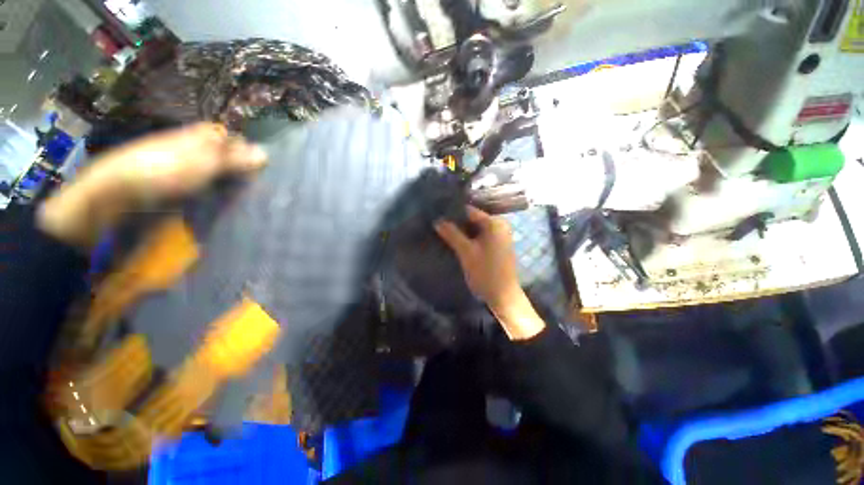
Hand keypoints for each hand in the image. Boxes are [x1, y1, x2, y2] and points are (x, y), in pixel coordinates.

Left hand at [38, 123, 266, 248]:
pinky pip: (208, 189)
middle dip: (244, 170)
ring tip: (250, 197)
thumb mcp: (204, 161)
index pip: (233, 139)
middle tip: (261, 185)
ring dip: (234, 185)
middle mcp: (194, 150)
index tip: (265, 168)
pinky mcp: (180, 188)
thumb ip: (235, 158)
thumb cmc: (163, 171)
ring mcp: (186, 170)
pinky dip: (219, 195)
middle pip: (227, 157)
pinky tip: (228, 204)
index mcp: (199, 136)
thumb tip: (266, 154)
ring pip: (219, 174)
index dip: (249, 151)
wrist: (117, 195)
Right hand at [434, 206, 544, 339]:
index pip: (469, 211)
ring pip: (475, 228)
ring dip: (461, 231)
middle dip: (456, 223)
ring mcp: (499, 235)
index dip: (452, 213)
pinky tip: (455, 241)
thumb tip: (437, 220)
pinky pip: (480, 236)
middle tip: (438, 225)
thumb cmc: (485, 272)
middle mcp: (499, 225)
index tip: (437, 215)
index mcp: (494, 223)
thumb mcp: (466, 252)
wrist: (503, 296)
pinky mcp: (497, 245)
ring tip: (443, 232)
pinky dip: (469, 238)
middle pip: (472, 219)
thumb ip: (452, 234)